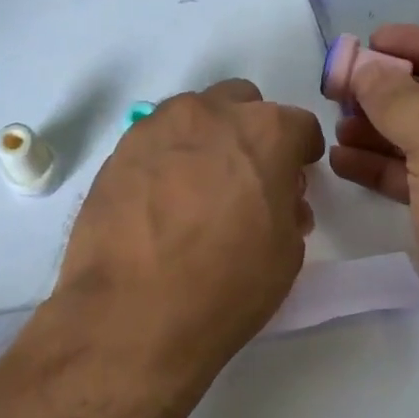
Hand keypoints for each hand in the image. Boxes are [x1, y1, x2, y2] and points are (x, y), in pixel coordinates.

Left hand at [53, 80, 324, 379]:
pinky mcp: (117, 152)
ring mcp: (157, 128)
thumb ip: (287, 210)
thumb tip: (277, 199)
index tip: (294, 178)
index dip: (301, 154)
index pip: (298, 126)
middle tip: (246, 180)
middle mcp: (210, 114)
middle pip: (241, 105)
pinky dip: (166, 161)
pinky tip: (160, 202)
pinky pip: (154, 143)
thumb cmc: (226, 285)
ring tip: (198, 191)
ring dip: (205, 141)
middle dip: (250, 134)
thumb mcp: (285, 253)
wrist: (132, 313)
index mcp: (265, 132)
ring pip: (193, 117)